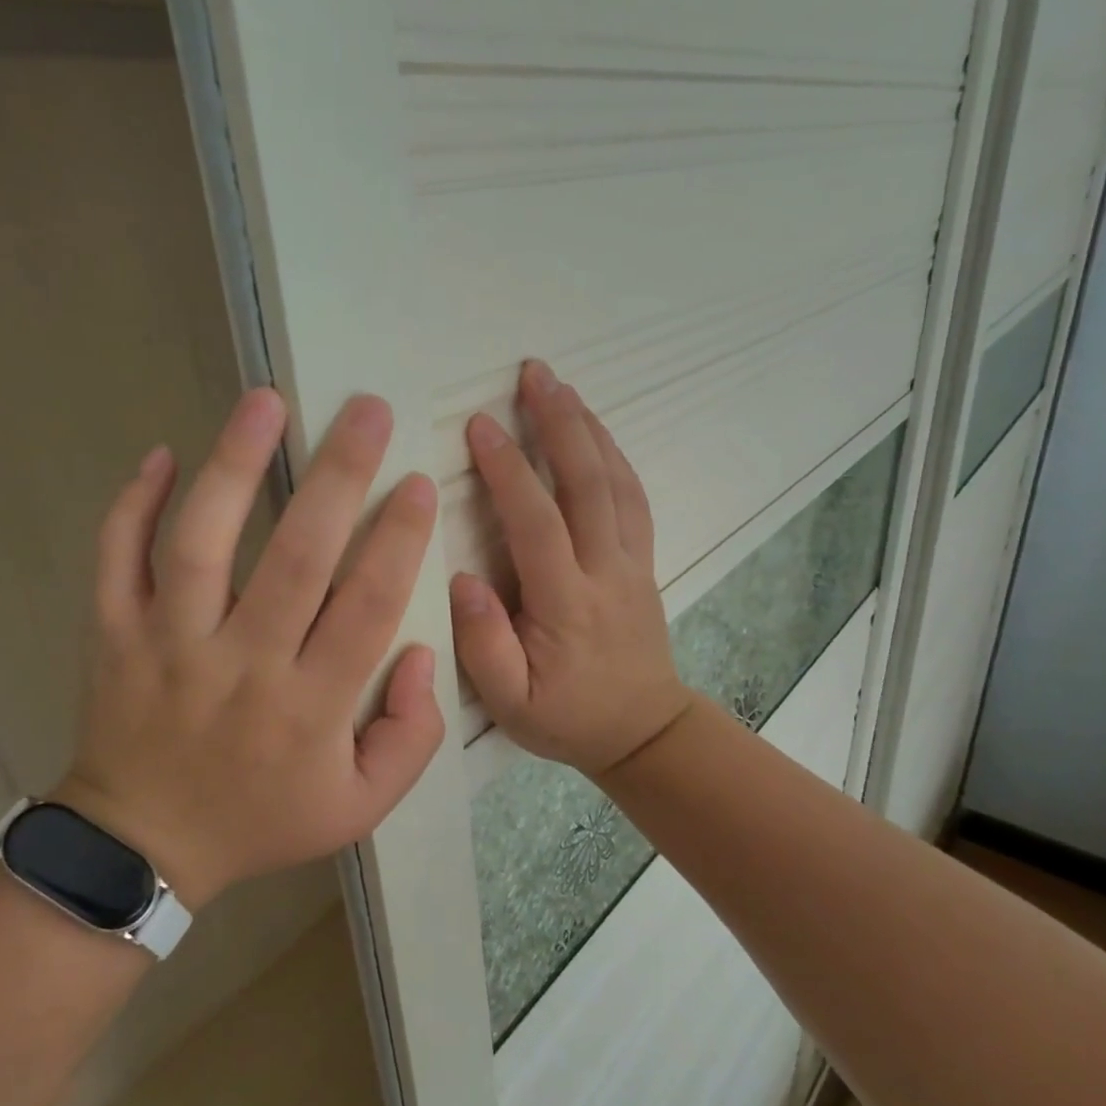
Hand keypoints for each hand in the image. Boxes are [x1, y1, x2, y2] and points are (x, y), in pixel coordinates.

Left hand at [55, 388, 444, 911]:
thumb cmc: (262, 820)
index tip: (417, 482)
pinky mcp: (114, 635)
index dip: (399, 539)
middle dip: (339, 476)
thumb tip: (421, 651)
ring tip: (265, 401)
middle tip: (366, 410)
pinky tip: (162, 454)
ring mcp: (169, 645)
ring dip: (234, 465)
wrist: (143, 850)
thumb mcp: (359, 806)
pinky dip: (133, 505)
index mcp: (310, 706)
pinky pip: (116, 561)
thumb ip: (411, 736)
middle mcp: (242, 665)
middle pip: (296, 557)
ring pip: (201, 543)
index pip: (366, 606)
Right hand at [450, 361, 696, 776]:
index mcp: (566, 603)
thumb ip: (483, 644)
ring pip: (616, 483)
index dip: (508, 469)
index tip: (481, 423)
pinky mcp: (643, 562)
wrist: (644, 731)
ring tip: (562, 387)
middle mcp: (605, 571)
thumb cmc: (567, 717)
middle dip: (559, 423)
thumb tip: (462, 577)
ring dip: (589, 429)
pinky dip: (614, 457)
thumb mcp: (510, 702)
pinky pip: (633, 499)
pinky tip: (595, 432)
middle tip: (533, 373)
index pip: (536, 523)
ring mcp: (632, 563)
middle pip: (587, 484)